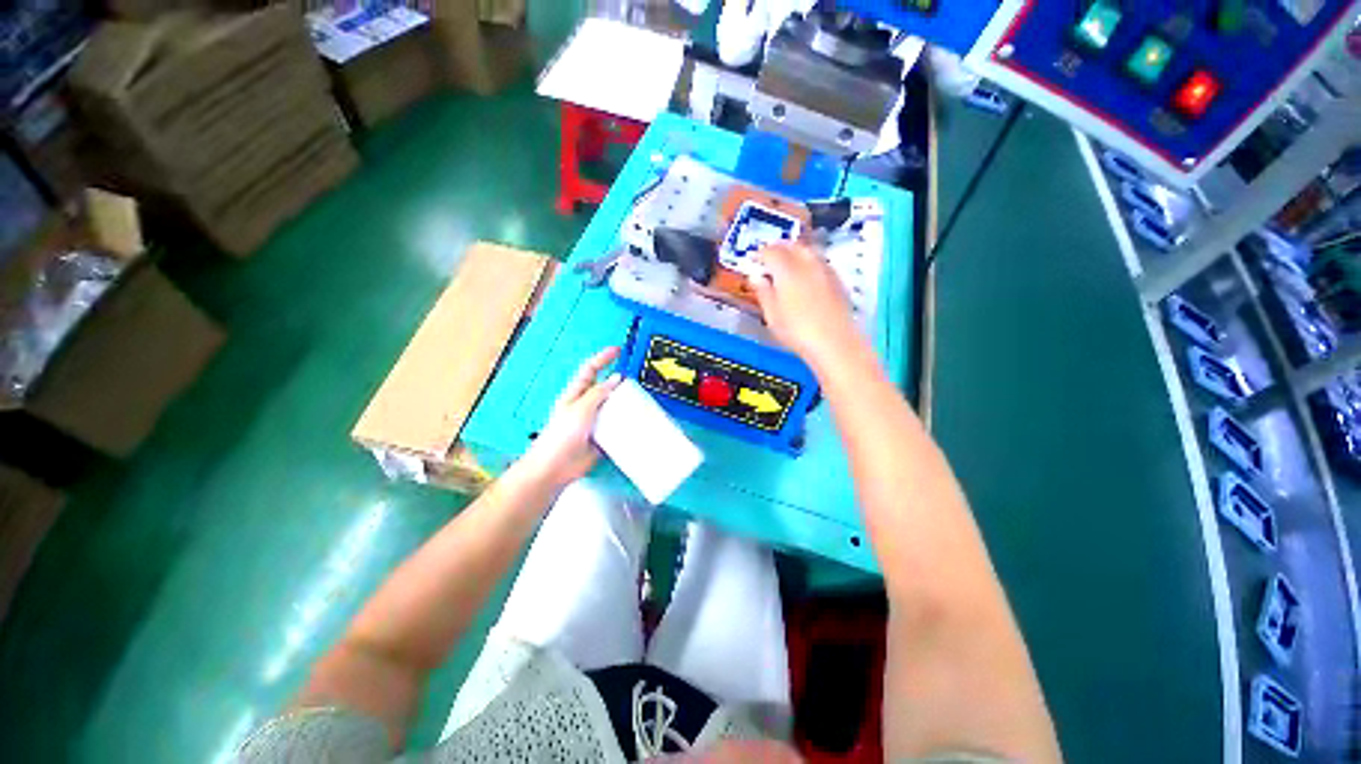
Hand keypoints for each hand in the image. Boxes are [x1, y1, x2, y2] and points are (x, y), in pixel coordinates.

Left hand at [519, 348, 621, 487]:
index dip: (603, 358)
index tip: (617, 350)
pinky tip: (634, 424)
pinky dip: (625, 425)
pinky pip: (616, 427)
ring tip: (639, 402)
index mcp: (576, 394)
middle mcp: (586, 406)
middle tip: (635, 381)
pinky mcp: (602, 437)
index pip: (591, 369)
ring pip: (613, 408)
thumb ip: (598, 393)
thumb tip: (615, 379)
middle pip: (605, 388)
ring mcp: (594, 422)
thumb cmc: (559, 437)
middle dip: (619, 383)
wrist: (556, 467)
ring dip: (624, 405)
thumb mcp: (580, 409)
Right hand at [751, 242, 863, 369]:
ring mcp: (825, 269)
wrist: (835, 342)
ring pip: (808, 251)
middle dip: (778, 248)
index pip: (771, 252)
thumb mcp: (772, 316)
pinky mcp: (837, 279)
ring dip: (795, 252)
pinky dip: (809, 262)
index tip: (754, 259)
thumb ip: (763, 293)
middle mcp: (807, 263)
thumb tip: (756, 277)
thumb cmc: (797, 331)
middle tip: (769, 257)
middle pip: (792, 246)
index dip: (760, 254)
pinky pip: (819, 261)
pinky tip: (806, 275)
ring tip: (786, 264)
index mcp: (786, 270)